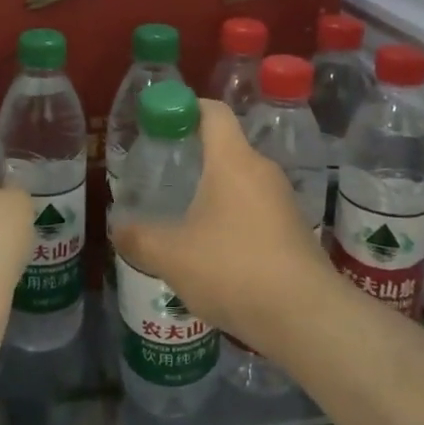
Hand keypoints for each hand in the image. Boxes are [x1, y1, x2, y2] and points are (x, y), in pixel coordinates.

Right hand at [114, 99, 338, 351]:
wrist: (306, 316)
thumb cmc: (233, 268)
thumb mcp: (172, 256)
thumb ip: (139, 238)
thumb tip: (118, 228)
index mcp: (233, 160)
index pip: (213, 112)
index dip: (187, 108)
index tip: (161, 122)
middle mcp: (262, 171)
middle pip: (226, 149)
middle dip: (193, 159)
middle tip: (162, 176)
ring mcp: (283, 201)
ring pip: (240, 184)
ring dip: (212, 195)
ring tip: (181, 219)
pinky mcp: (294, 232)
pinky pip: (255, 212)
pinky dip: (232, 221)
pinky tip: (213, 252)